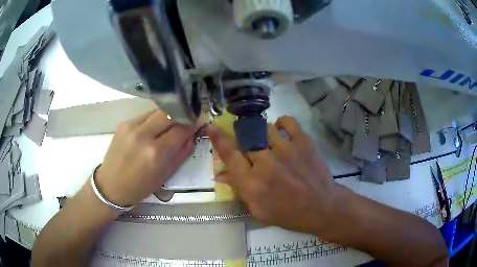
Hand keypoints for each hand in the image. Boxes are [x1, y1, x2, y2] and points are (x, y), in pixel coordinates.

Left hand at [96, 110, 199, 206]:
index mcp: (156, 153)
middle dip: (181, 115)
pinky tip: (153, 129)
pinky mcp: (123, 123)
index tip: (198, 122)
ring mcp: (131, 126)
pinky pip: (145, 116)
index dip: (192, 124)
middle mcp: (143, 135)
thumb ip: (181, 153)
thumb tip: (192, 136)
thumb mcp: (166, 175)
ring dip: (167, 116)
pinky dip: (153, 120)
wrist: (111, 185)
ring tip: (170, 125)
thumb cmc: (140, 186)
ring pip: (157, 111)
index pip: (180, 130)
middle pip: (169, 113)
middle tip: (186, 120)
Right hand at [208, 116, 342, 234]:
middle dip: (245, 141)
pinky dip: (281, 123)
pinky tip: (281, 131)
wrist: (322, 207)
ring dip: (262, 135)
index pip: (229, 155)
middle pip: (246, 139)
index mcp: (252, 183)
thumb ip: (239, 190)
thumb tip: (220, 174)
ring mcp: (287, 149)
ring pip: (264, 128)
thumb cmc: (288, 213)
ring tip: (270, 145)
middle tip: (253, 150)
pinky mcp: (304, 142)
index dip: (218, 139)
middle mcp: (266, 163)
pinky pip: (288, 122)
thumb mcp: (258, 210)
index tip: (211, 127)